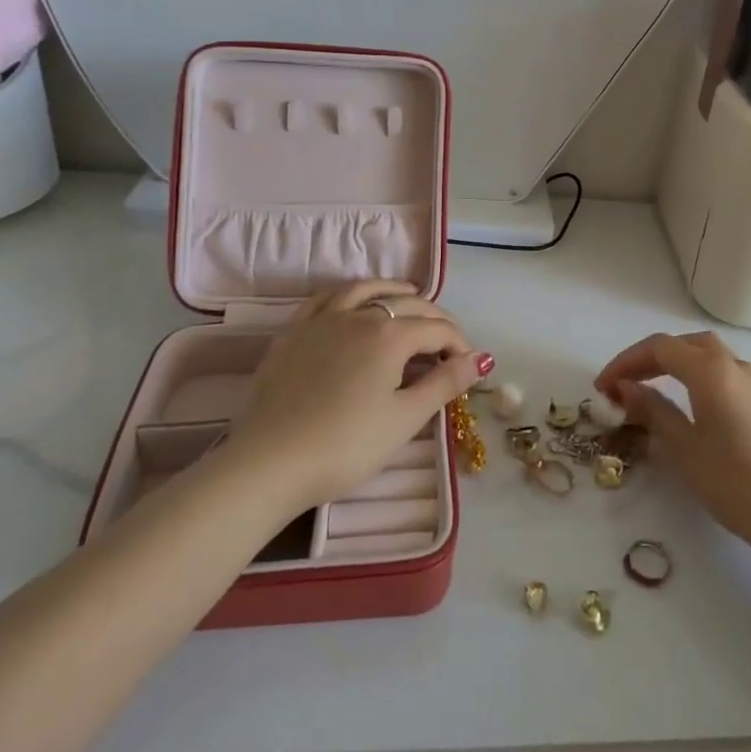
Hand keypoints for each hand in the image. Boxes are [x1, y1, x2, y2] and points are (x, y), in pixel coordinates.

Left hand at [221, 280, 489, 511]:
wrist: (270, 462)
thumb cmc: (346, 445)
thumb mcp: (404, 419)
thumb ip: (445, 383)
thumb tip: (481, 359)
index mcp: (390, 335)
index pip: (437, 329)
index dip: (460, 344)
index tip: (469, 367)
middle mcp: (359, 315)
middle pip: (407, 304)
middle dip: (435, 318)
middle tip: (448, 341)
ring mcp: (322, 320)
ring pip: (365, 290)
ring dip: (393, 290)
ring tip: (409, 293)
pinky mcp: (293, 332)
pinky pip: (325, 298)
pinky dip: (348, 293)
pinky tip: (353, 300)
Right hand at [595, 331, 750, 553]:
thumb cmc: (733, 481)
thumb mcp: (683, 446)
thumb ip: (652, 409)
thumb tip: (625, 387)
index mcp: (711, 369)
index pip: (659, 348)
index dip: (626, 362)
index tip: (602, 387)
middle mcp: (733, 364)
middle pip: (683, 344)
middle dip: (648, 358)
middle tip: (623, 384)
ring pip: (705, 355)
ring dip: (673, 364)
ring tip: (648, 389)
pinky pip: (721, 372)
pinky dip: (695, 375)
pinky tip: (685, 402)